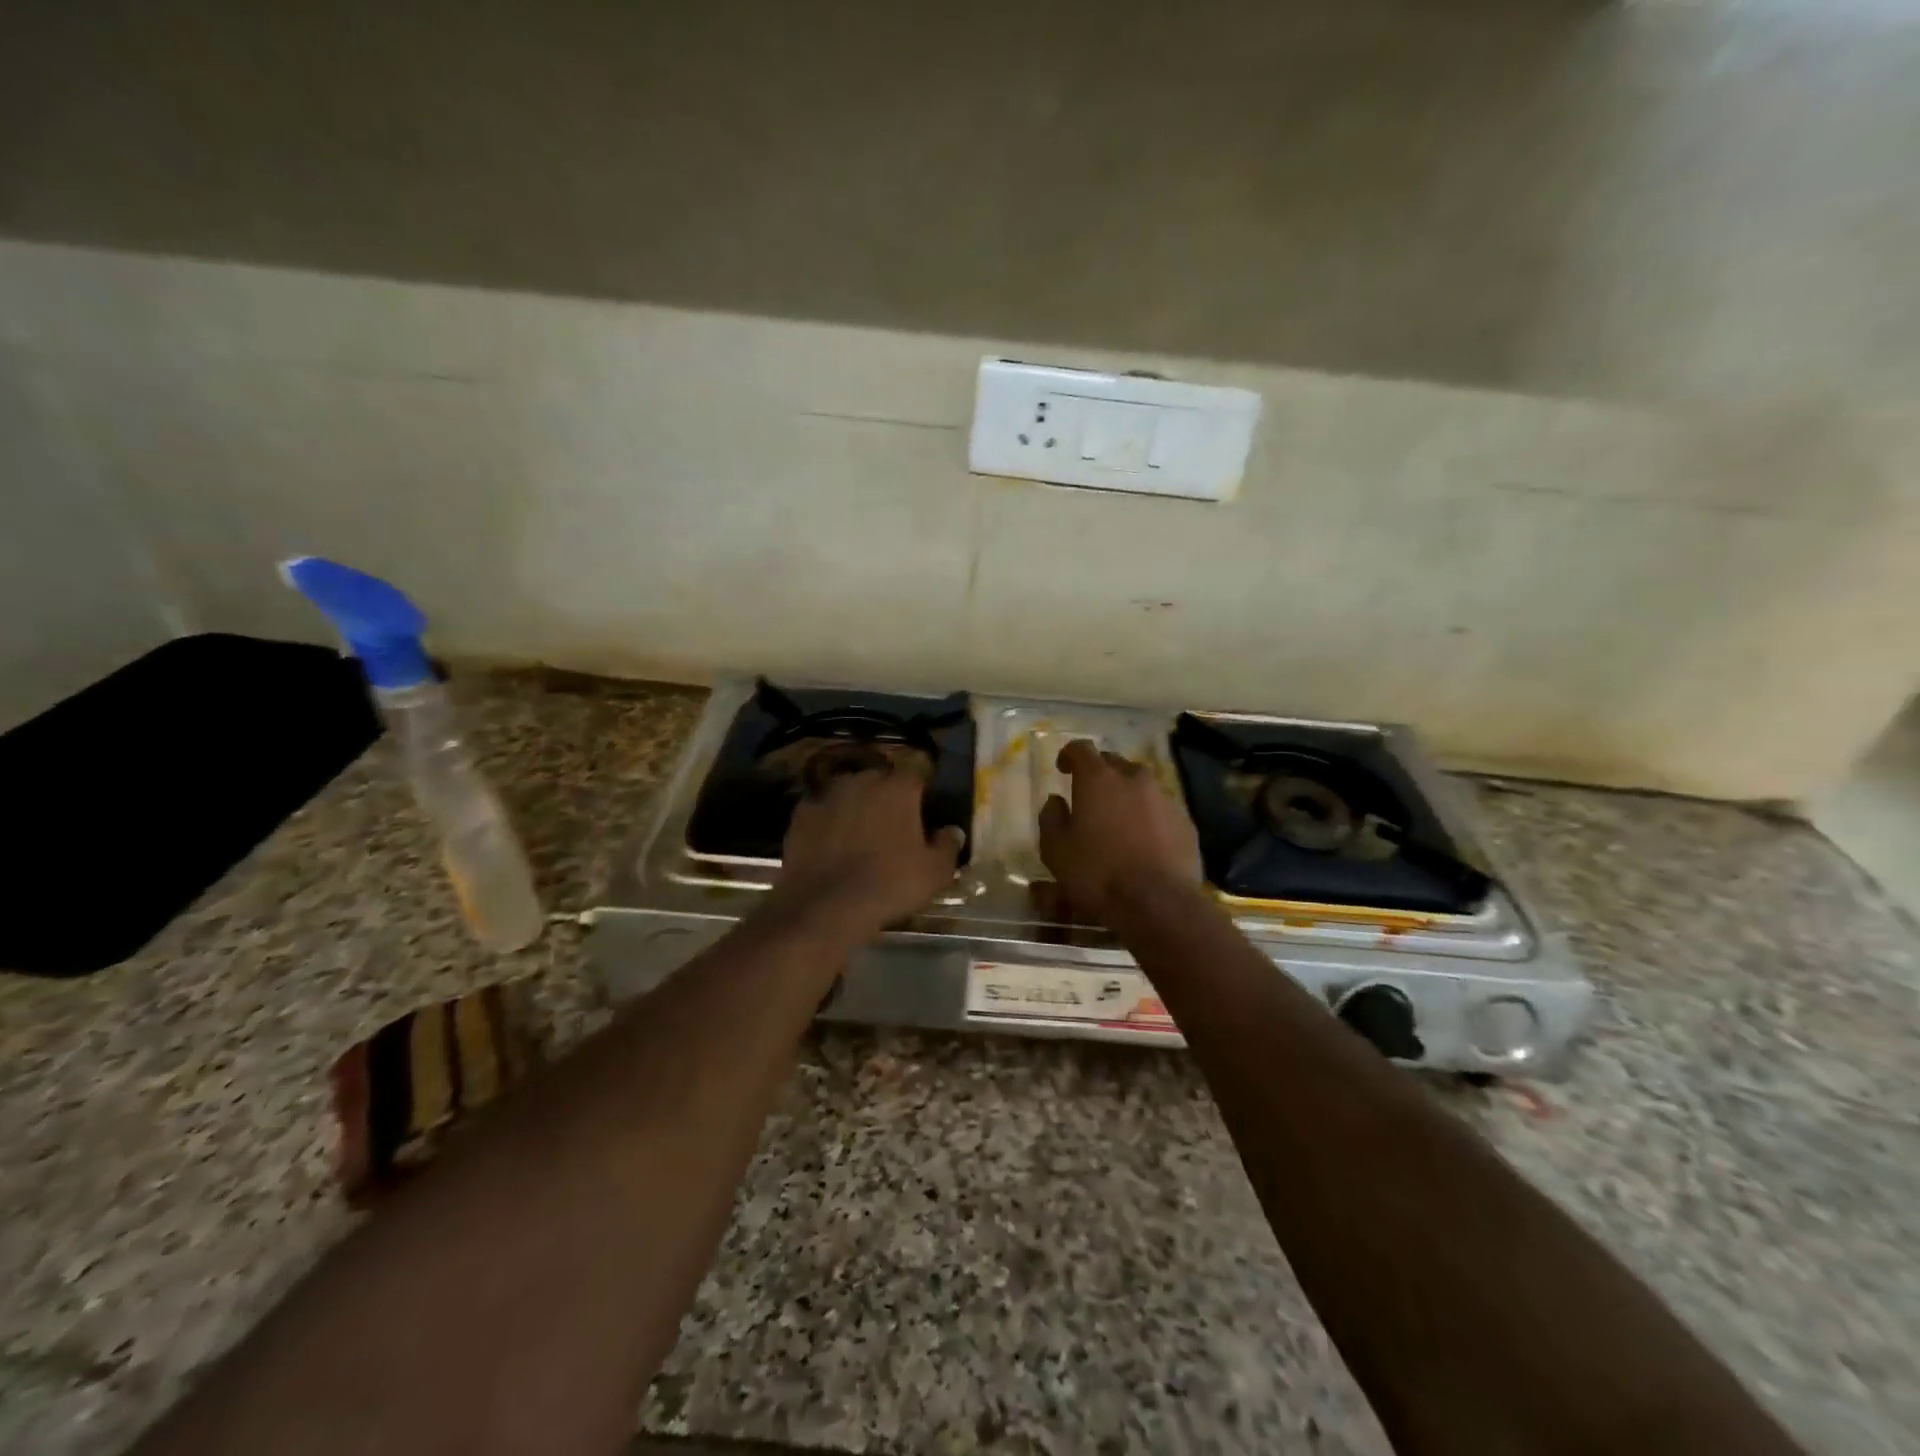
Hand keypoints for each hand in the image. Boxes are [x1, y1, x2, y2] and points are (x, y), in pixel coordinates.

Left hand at [773, 765, 965, 931]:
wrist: (825, 906)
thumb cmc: (890, 884)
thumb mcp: (935, 873)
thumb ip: (948, 846)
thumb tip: (952, 832)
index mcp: (898, 787)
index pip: (917, 773)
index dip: (921, 792)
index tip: (924, 811)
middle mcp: (862, 780)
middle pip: (880, 781)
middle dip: (887, 798)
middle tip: (893, 826)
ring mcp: (827, 795)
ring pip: (849, 794)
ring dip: (856, 807)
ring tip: (860, 836)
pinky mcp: (801, 814)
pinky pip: (822, 812)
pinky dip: (828, 823)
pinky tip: (831, 846)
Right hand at [1038, 740, 1202, 921]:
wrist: (1158, 904)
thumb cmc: (1097, 874)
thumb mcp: (1056, 850)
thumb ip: (1051, 818)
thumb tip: (1055, 801)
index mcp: (1098, 779)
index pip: (1081, 748)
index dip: (1069, 754)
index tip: (1062, 768)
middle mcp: (1134, 779)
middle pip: (1114, 763)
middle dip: (1099, 773)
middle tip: (1089, 795)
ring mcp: (1164, 798)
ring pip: (1141, 785)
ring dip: (1126, 794)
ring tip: (1117, 819)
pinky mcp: (1185, 822)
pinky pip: (1160, 809)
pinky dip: (1148, 816)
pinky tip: (1142, 840)